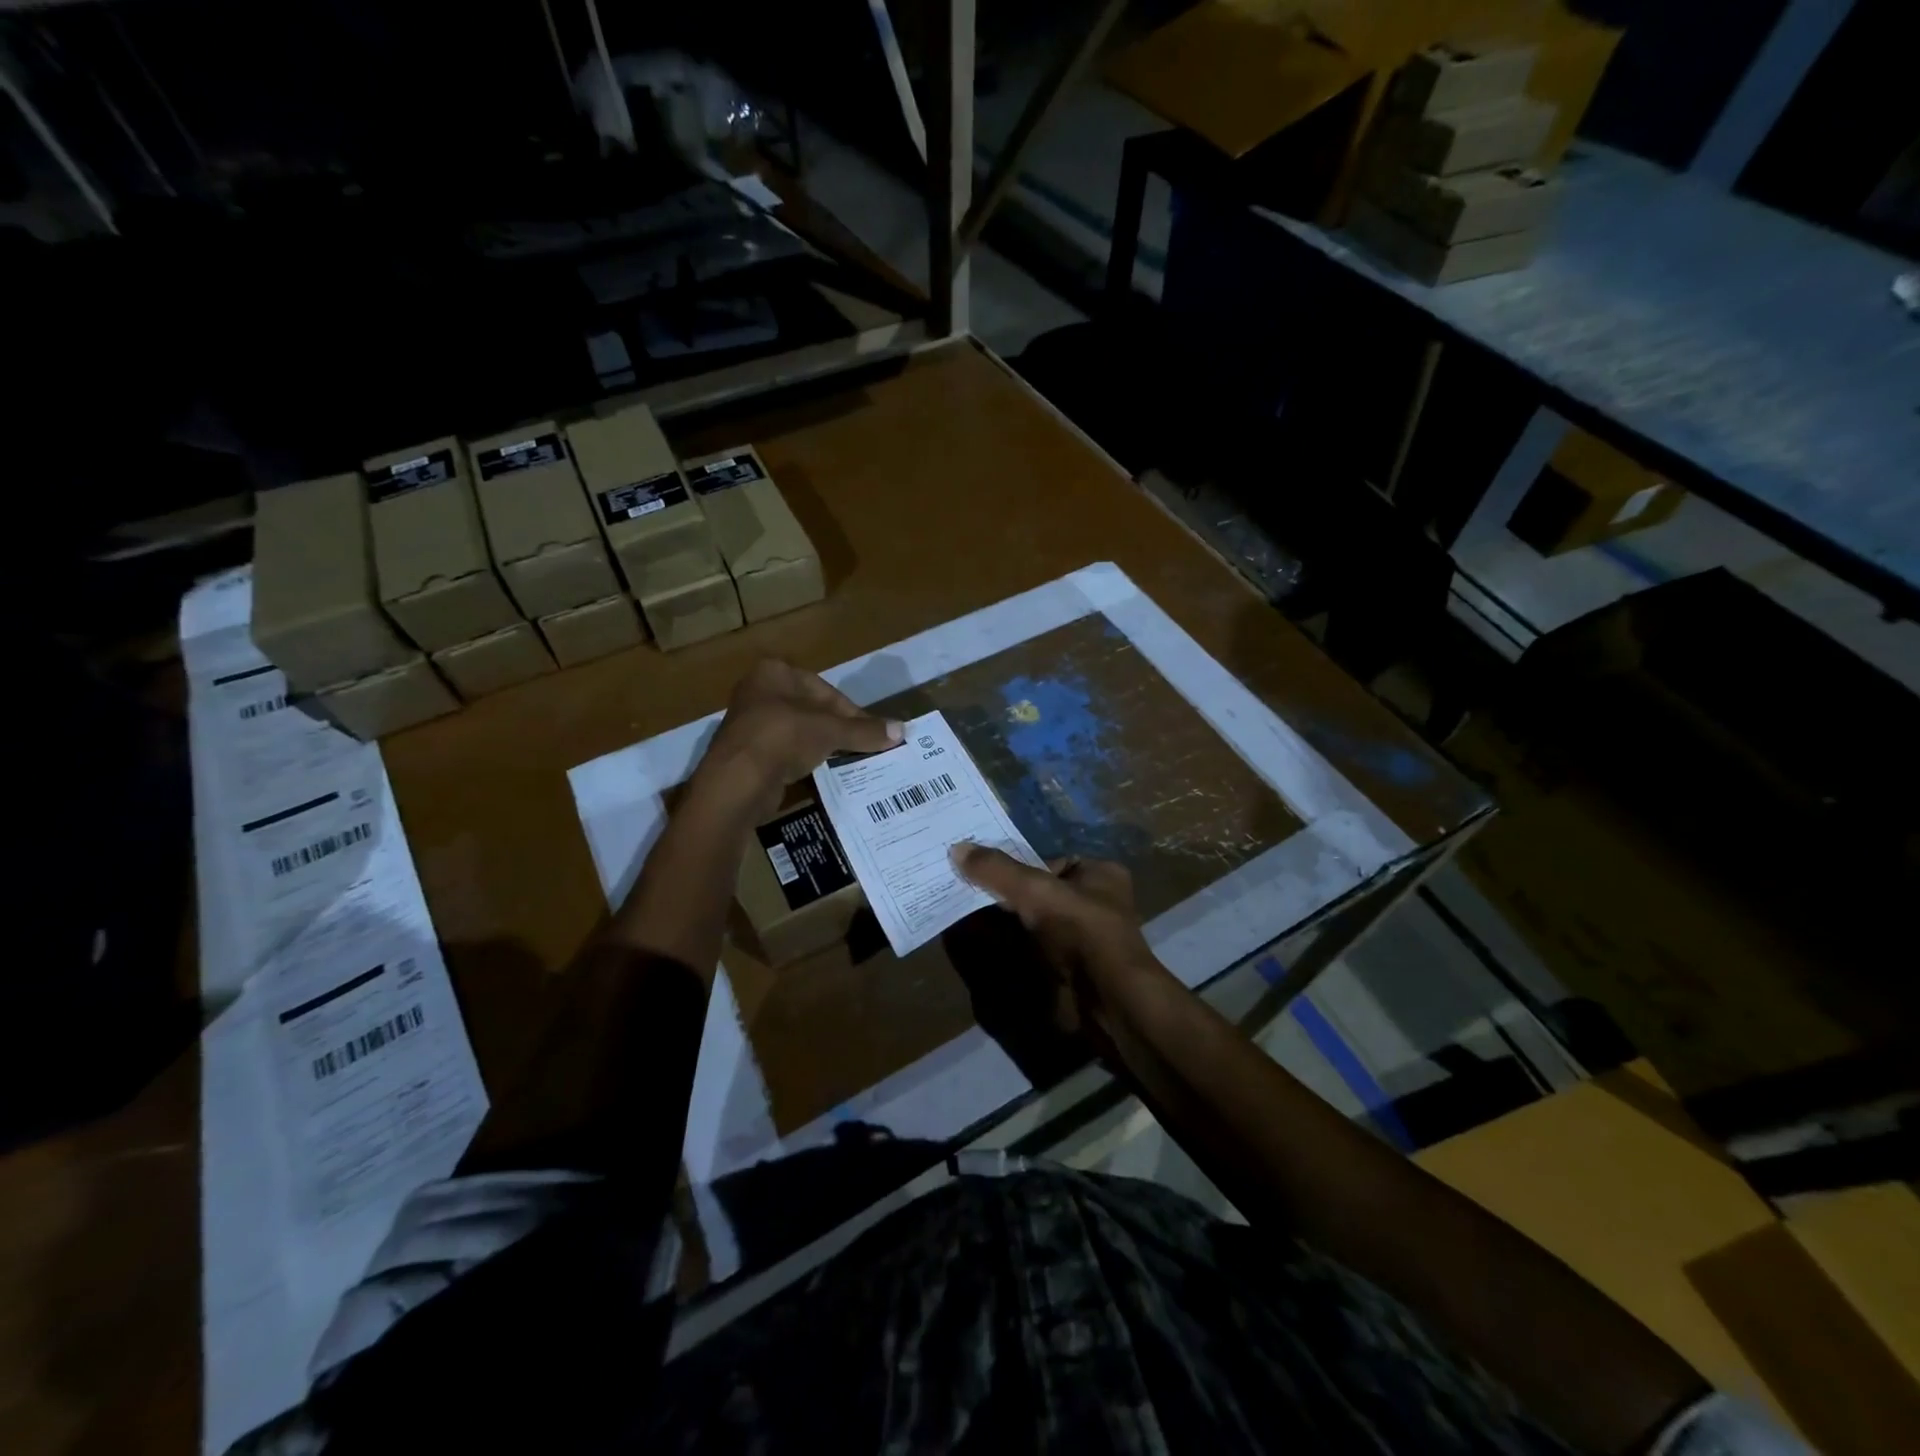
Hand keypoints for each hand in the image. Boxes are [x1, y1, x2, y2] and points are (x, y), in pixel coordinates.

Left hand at [693, 660, 902, 820]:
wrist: (737, 781)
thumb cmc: (784, 737)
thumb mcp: (830, 731)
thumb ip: (864, 730)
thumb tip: (901, 730)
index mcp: (774, 673)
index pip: (825, 690)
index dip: (852, 712)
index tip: (870, 732)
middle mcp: (758, 691)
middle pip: (811, 709)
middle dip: (836, 728)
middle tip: (860, 747)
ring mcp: (748, 723)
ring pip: (797, 731)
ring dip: (819, 745)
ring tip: (843, 761)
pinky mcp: (745, 752)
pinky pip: (783, 751)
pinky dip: (800, 760)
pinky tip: (816, 773)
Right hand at [950, 845, 1168, 1044]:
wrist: (1108, 1000)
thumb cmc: (1080, 930)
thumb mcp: (1035, 890)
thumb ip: (997, 870)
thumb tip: (957, 848)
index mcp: (1100, 874)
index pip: (1050, 861)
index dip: (1017, 864)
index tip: (983, 869)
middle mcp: (1097, 903)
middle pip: (1041, 892)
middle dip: (1008, 895)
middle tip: (970, 893)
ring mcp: (1086, 939)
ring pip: (1037, 923)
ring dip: (1008, 924)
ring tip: (971, 918)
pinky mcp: (1075, 969)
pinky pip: (1037, 950)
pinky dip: (1014, 949)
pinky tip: (990, 946)